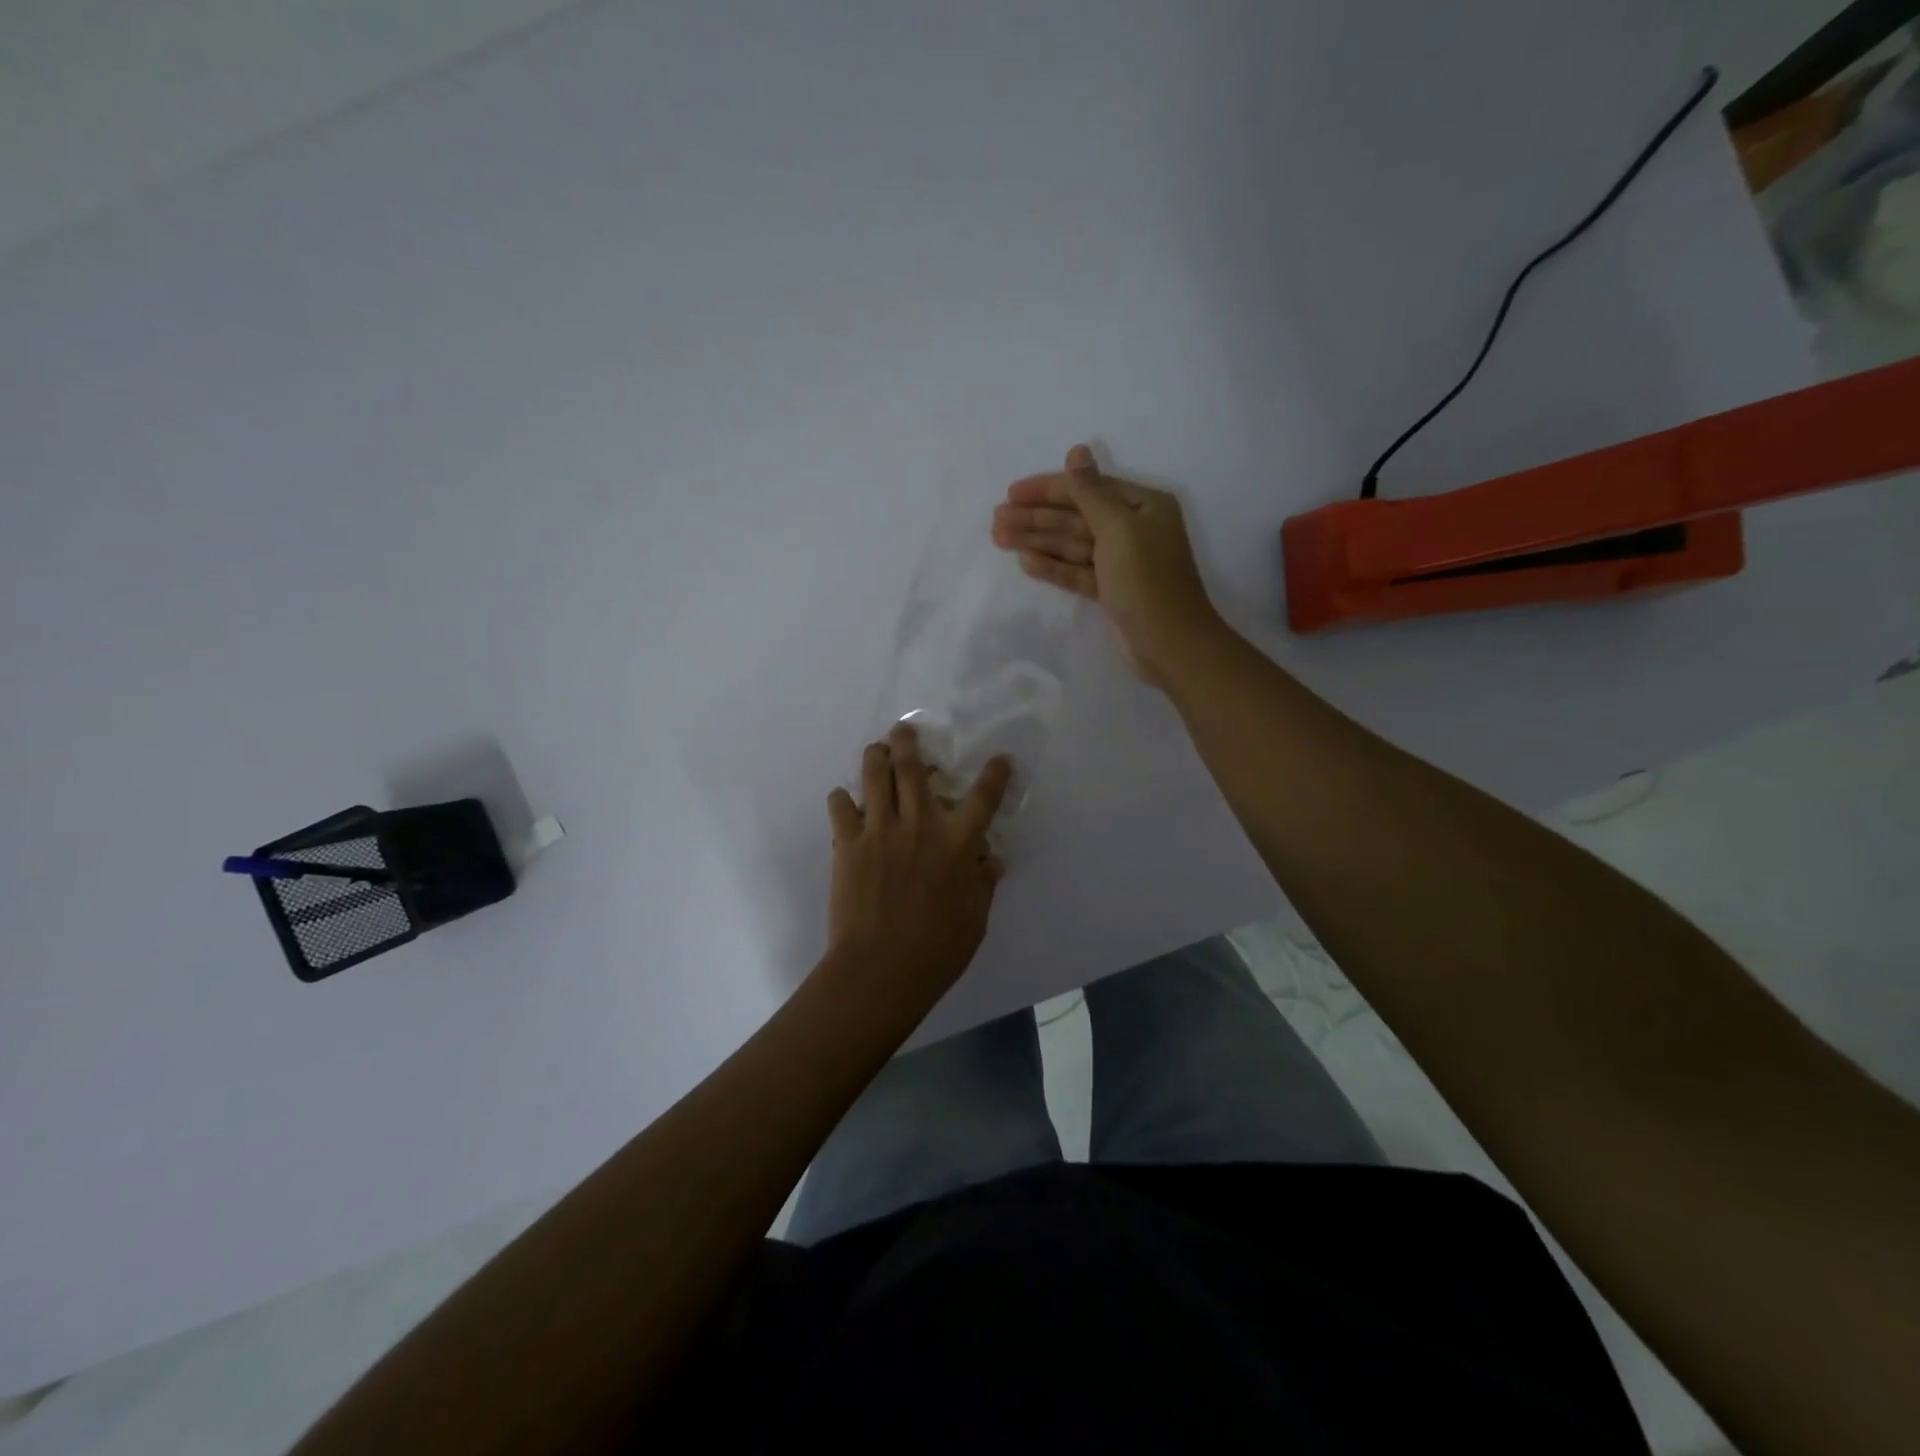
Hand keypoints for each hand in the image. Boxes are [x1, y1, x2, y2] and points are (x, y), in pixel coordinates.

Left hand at [824, 722, 1011, 1006]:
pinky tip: (845, 800)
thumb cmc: (937, 949)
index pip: (984, 798)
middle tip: (905, 730)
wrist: (880, 969)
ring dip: (875, 756)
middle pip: (912, 768)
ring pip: (873, 776)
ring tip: (877, 750)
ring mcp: (879, 831)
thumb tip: (992, 858)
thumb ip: (983, 882)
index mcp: (956, 843)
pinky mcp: (848, 845)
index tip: (1000, 759)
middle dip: (909, 742)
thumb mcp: (975, 918)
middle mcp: (919, 825)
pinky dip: (842, 798)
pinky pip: (840, 807)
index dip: (995, 774)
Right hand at [992, 444, 1222, 686]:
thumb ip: (1090, 492)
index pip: (1087, 489)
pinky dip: (1054, 567)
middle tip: (996, 521)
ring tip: (1000, 539)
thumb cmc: (1146, 580)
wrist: (1170, 643)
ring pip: (1072, 545)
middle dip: (1036, 518)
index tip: (1011, 494)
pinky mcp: (1111, 590)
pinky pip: (1077, 571)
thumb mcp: (1118, 528)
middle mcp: (1133, 528)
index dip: (1047, 490)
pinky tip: (1026, 563)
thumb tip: (1077, 450)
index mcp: (1142, 506)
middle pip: (1076, 517)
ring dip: (1037, 541)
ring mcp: (1121, 562)